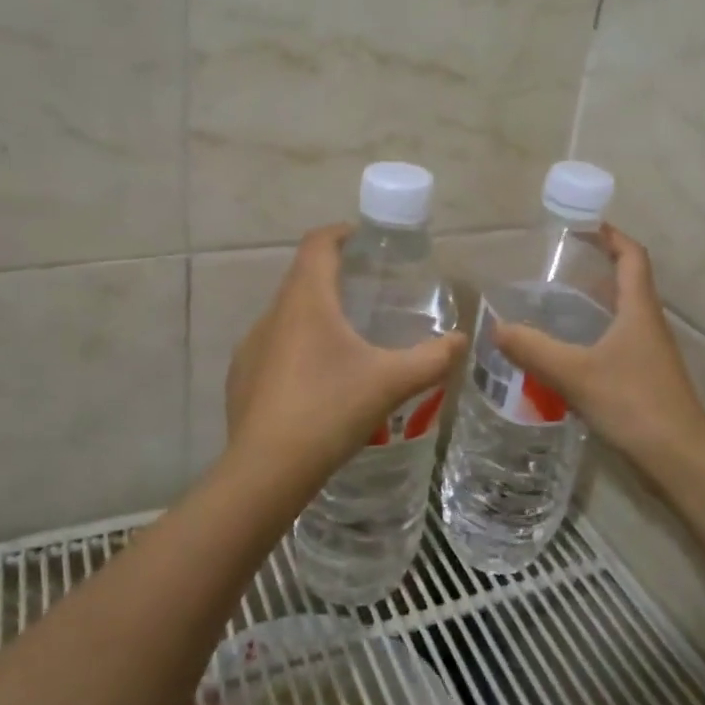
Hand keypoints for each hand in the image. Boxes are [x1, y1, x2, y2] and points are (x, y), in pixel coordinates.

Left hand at [225, 225, 468, 485]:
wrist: (266, 471)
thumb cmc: (330, 410)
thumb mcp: (391, 383)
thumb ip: (432, 359)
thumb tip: (462, 341)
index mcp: (305, 301)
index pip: (317, 244)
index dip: (340, 233)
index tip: (364, 240)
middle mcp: (272, 315)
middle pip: (302, 278)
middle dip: (334, 277)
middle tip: (369, 292)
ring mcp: (251, 347)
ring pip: (287, 316)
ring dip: (315, 316)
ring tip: (348, 341)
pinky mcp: (242, 378)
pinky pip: (274, 349)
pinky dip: (298, 350)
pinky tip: (318, 384)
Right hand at [491, 226, 704, 478]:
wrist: (679, 458)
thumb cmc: (633, 403)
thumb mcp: (575, 373)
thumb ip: (534, 349)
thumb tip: (497, 327)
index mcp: (639, 309)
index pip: (632, 256)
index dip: (612, 236)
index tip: (583, 225)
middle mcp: (648, 324)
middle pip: (627, 281)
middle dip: (596, 267)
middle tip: (556, 264)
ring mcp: (649, 353)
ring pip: (621, 314)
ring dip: (594, 302)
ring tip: (553, 302)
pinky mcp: (645, 378)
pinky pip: (617, 341)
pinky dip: (593, 334)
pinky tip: (567, 351)